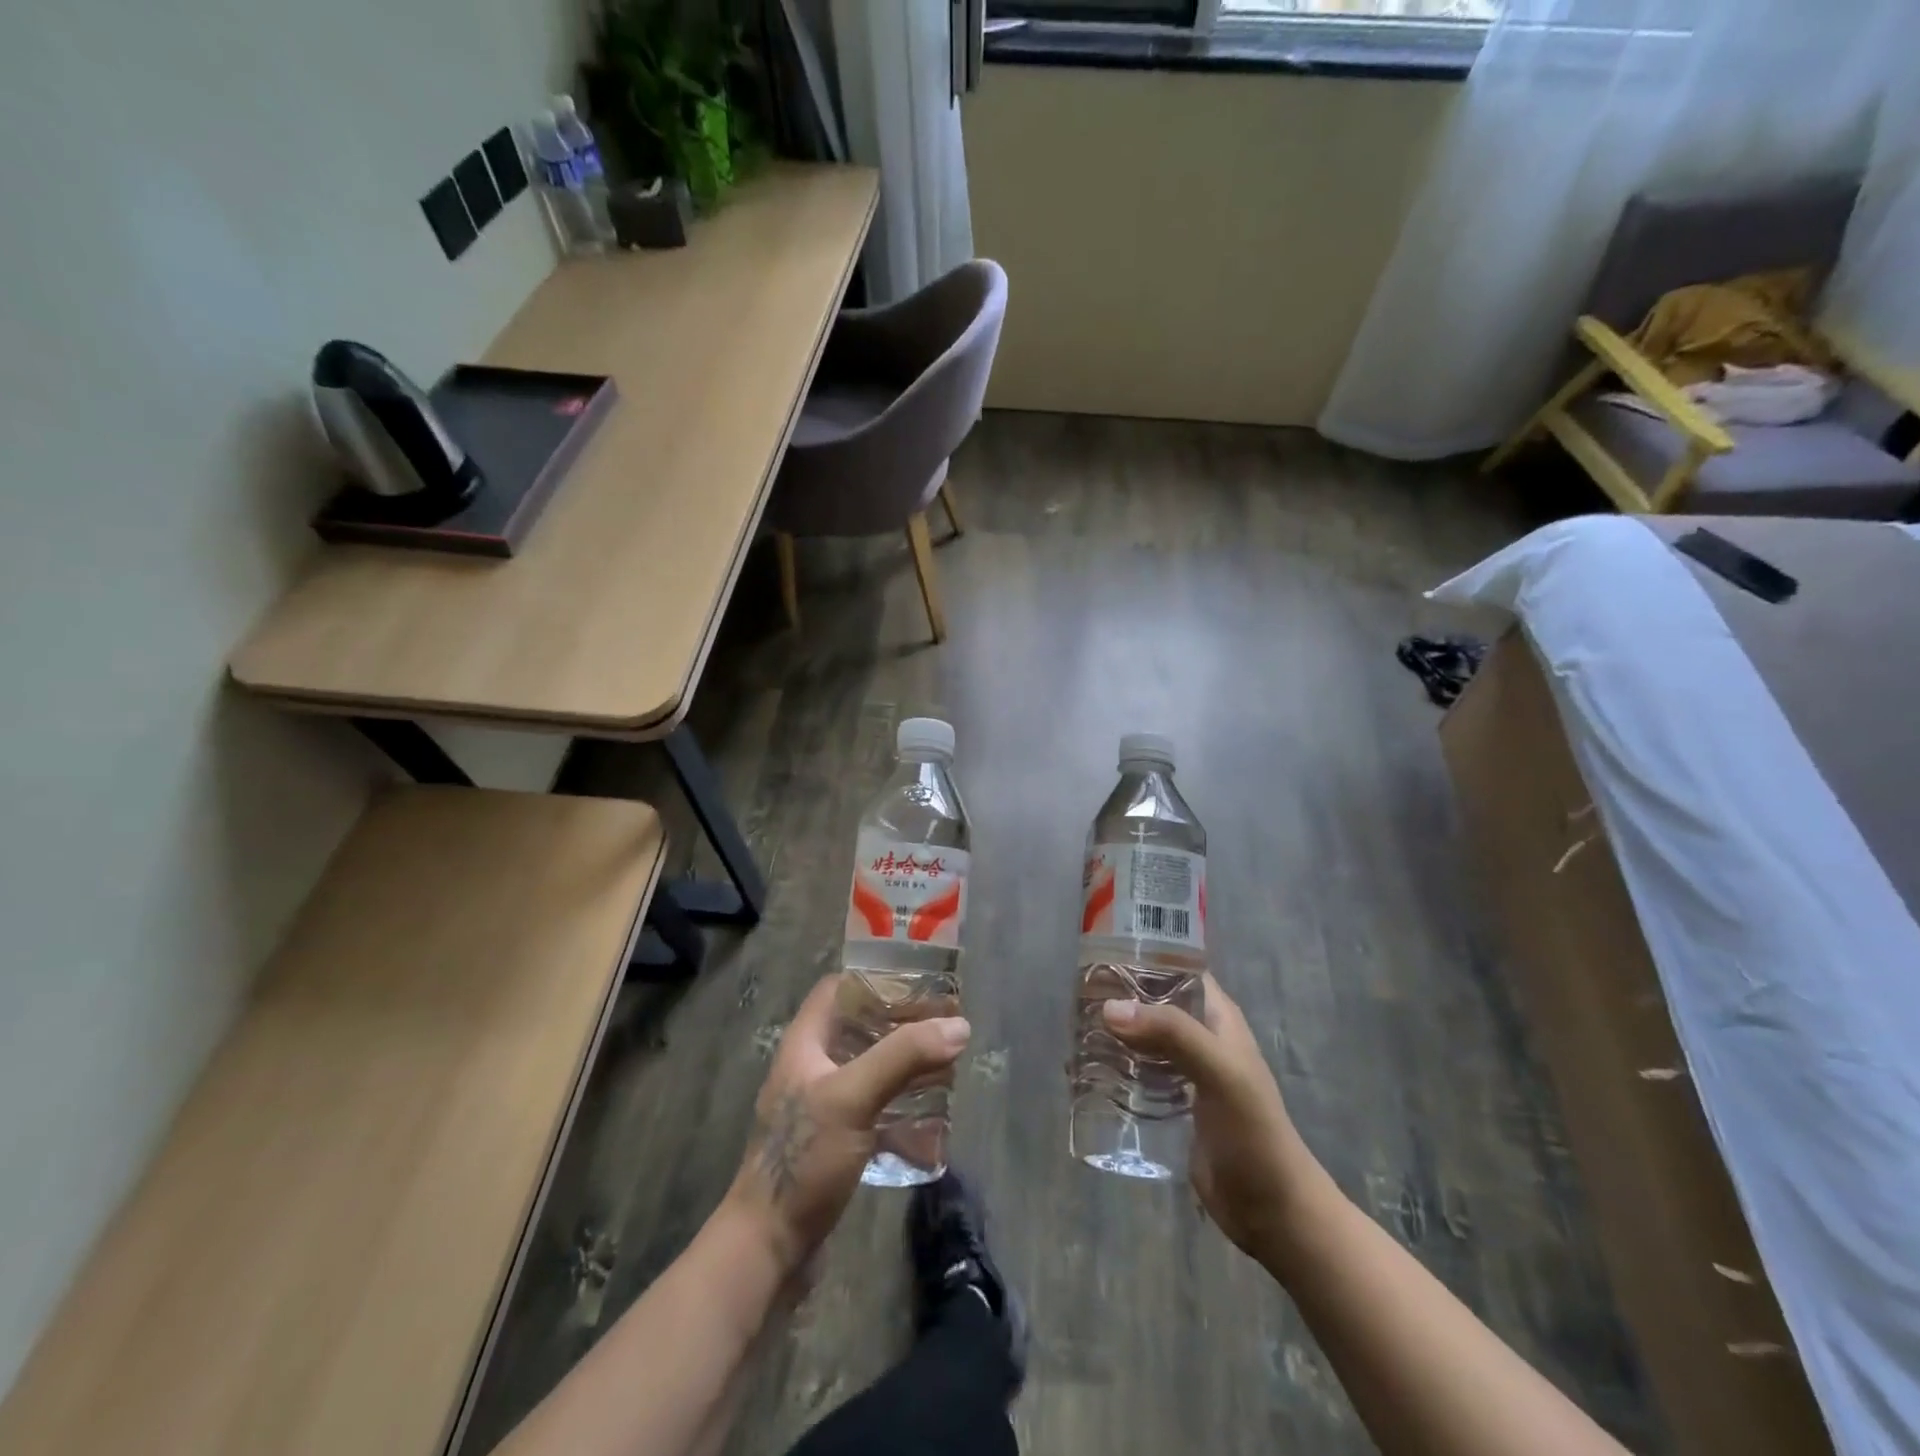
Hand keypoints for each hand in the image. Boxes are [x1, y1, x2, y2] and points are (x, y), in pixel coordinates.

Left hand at [725, 975, 969, 1276]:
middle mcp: (812, 1067)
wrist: (768, 1248)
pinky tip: (930, 1113)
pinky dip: (900, 1102)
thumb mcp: (853, 1097)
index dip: (875, 978)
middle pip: (859, 1027)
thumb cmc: (803, 1159)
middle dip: (901, 1022)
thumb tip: (959, 1025)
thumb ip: (903, 1057)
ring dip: (904, 1063)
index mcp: (805, 1043)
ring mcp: (822, 1106)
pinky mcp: (834, 1140)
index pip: (838, 989)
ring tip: (945, 1063)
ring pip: (869, 1067)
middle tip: (944, 1024)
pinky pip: (873, 1106)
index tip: (919, 981)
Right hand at [1103, 975, 1326, 1266]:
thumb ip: (1172, 1034)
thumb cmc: (1253, 1133)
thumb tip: (1110, 1008)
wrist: (1272, 1211)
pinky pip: (1136, 1073)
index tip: (1099, 953)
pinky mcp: (1169, 1103)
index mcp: (1217, 1016)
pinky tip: (1084, 1071)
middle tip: (1074, 996)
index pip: (1177, 967)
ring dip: (1111, 1032)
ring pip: (1140, 1036)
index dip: (1144, 954)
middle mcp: (1199, 1035)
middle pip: (1152, 1001)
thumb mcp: (1219, 1073)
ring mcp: (1183, 1071)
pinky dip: (1113, 1067)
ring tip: (1072, 1029)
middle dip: (1117, 996)